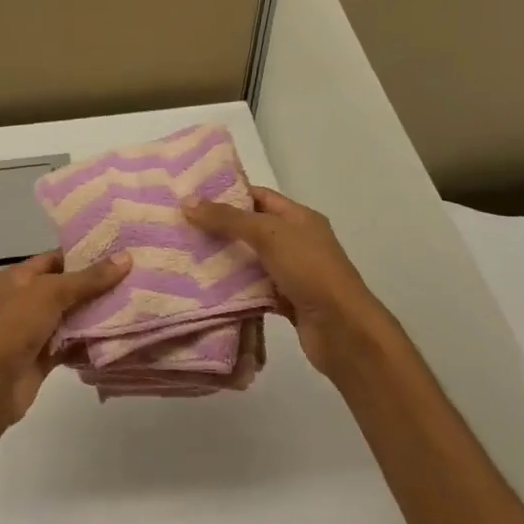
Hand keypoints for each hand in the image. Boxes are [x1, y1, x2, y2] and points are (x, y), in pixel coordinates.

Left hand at [0, 250, 131, 427]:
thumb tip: (126, 257)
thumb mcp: (51, 293)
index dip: (86, 254)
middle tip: (137, 278)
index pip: (57, 258)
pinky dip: (92, 341)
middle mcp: (26, 300)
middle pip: (68, 287)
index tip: (121, 252)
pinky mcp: (45, 355)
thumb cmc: (15, 327)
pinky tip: (121, 336)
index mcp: (19, 277)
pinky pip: (73, 343)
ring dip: (99, 314)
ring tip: (137, 303)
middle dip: (99, 285)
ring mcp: (35, 329)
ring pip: (73, 317)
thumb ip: (89, 278)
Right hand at [181, 187, 391, 379]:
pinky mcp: (285, 301)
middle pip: (252, 228)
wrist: (342, 329)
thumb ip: (228, 219)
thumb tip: (187, 201)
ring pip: (251, 261)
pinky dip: (234, 289)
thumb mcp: (268, 235)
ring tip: (185, 257)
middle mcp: (297, 242)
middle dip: (219, 229)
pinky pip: (254, 289)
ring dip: (224, 260)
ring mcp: (292, 273)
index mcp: (299, 218)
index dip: (227, 194)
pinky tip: (205, 289)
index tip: (192, 198)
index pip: (259, 196)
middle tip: (181, 229)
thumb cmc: (310, 271)